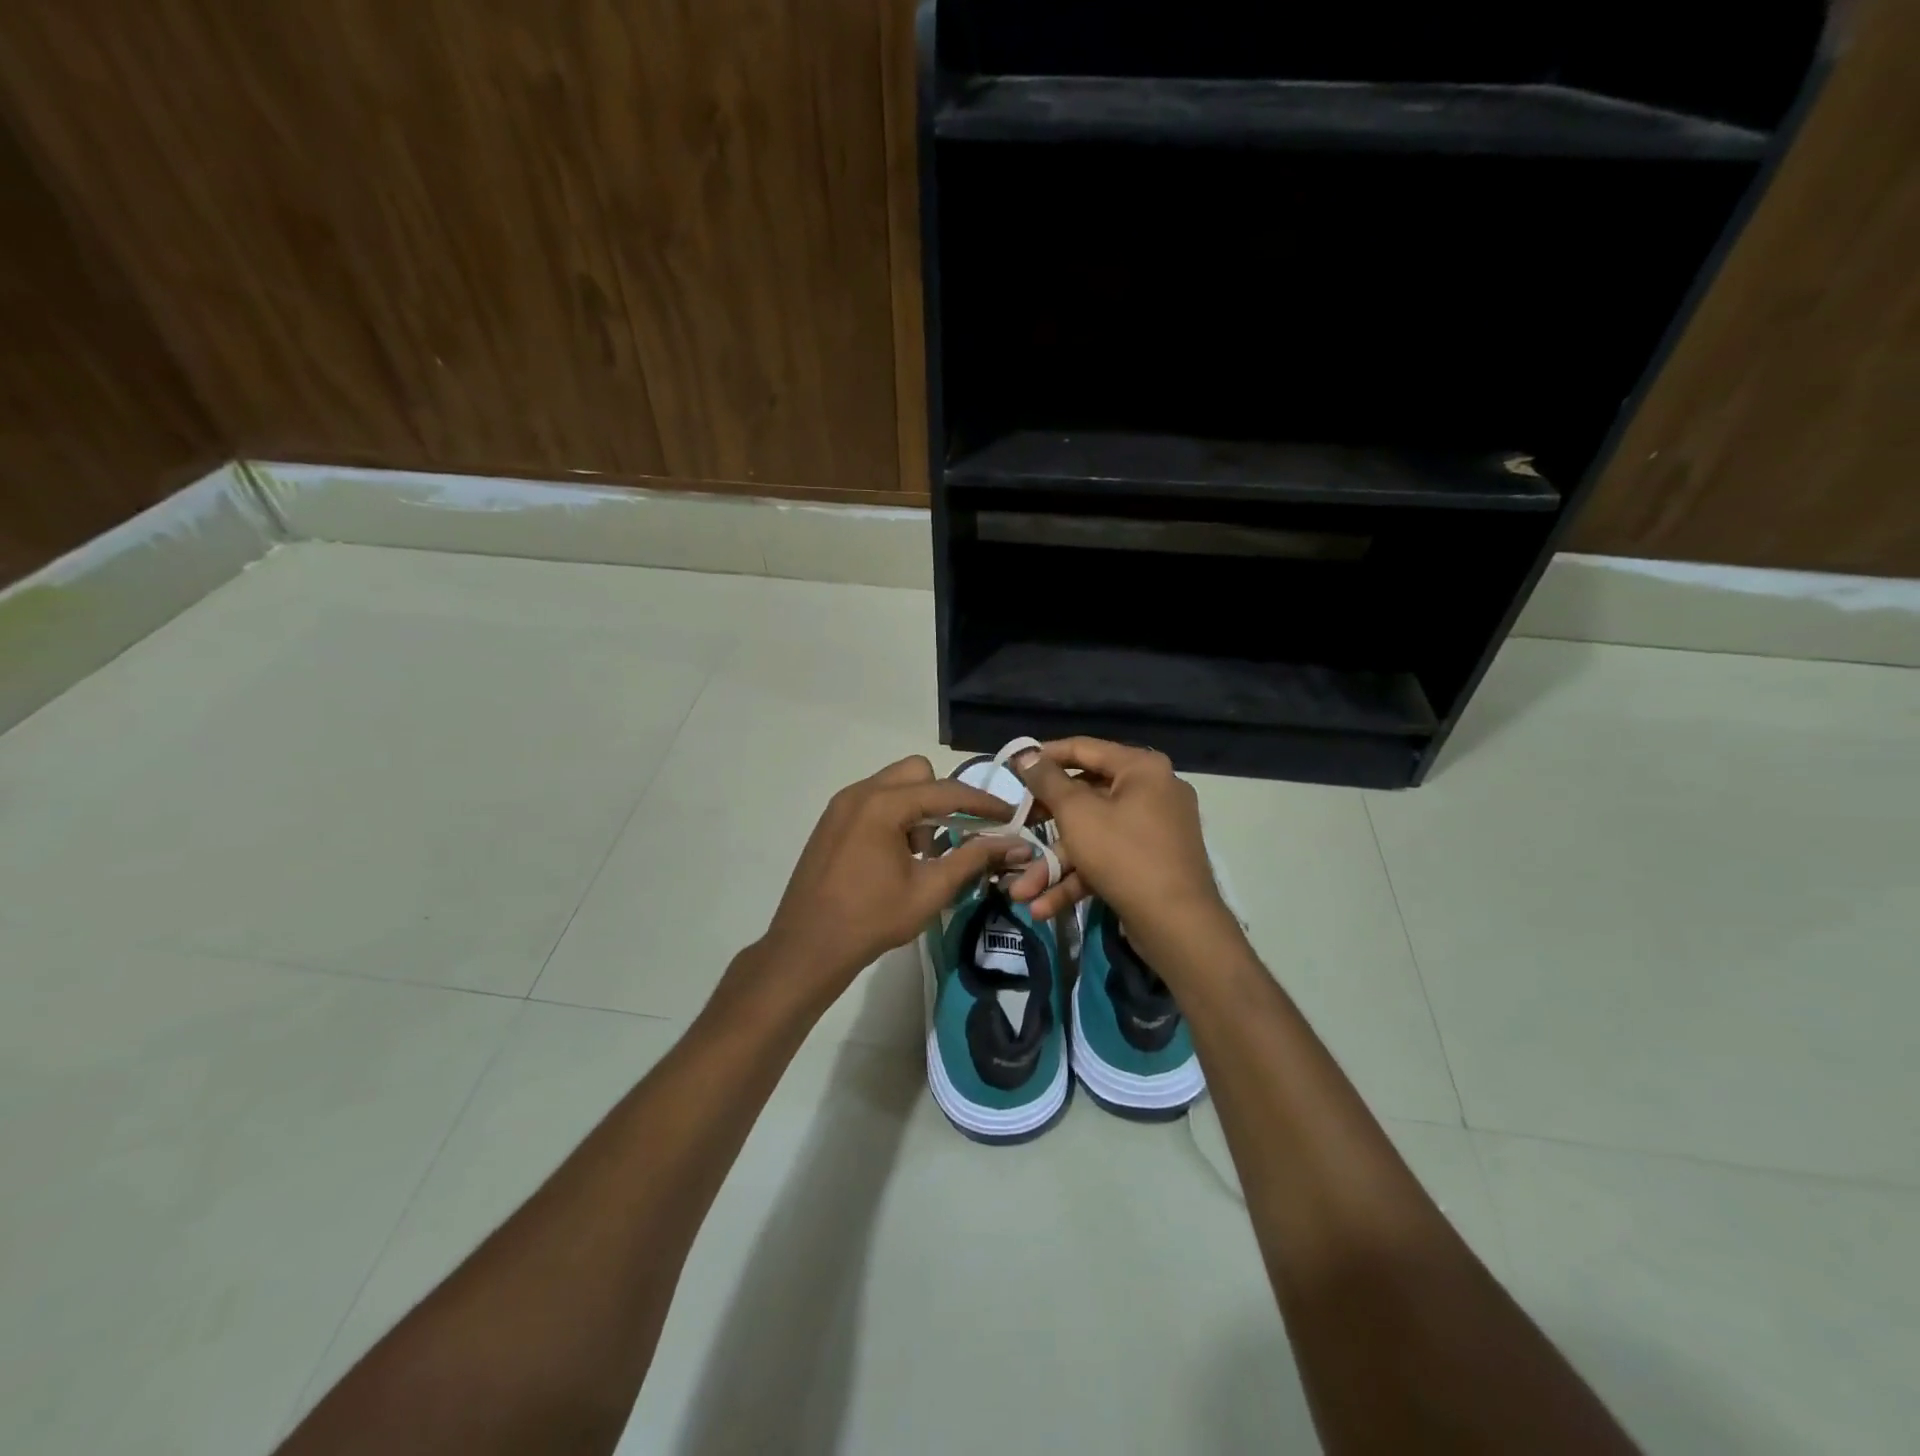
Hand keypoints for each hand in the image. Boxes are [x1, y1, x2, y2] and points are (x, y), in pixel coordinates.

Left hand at [743, 756, 1029, 1016]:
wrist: (807, 947)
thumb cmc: (872, 919)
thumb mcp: (931, 890)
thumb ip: (974, 859)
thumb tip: (1016, 844)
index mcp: (883, 805)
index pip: (946, 790)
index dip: (983, 803)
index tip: (1010, 817)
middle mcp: (859, 793)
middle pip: (917, 773)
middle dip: (943, 798)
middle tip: (954, 835)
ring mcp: (841, 805)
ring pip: (894, 785)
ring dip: (917, 808)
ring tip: (922, 854)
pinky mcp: (831, 821)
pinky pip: (874, 801)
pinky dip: (894, 816)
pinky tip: (896, 856)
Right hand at [1004, 738, 1236, 962]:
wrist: (1178, 925)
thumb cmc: (1124, 855)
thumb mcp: (1077, 814)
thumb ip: (1047, 781)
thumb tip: (1026, 754)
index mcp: (1141, 769)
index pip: (1084, 749)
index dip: (1045, 756)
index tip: (1013, 766)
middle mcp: (1152, 792)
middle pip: (1085, 798)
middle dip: (1044, 826)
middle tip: (1016, 828)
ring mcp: (1153, 831)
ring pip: (1092, 837)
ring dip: (1055, 865)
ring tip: (1020, 892)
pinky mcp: (1150, 864)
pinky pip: (1107, 860)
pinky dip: (1078, 879)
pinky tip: (1043, 907)